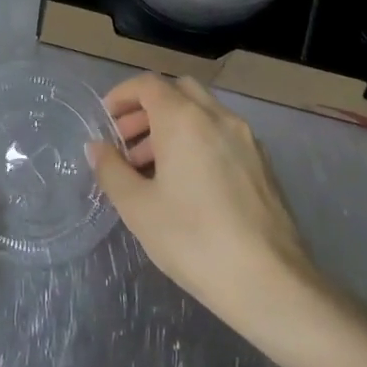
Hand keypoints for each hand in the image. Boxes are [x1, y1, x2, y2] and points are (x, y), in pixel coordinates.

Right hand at [88, 74, 321, 346]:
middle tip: (126, 143)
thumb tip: (98, 147)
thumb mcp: (138, 208)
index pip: (148, 85)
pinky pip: (222, 135)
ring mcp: (247, 139)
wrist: (269, 281)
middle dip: (148, 109)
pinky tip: (186, 184)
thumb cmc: (193, 240)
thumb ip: (112, 170)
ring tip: (150, 169)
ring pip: (202, 113)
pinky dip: (197, 141)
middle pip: (178, 92)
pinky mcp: (263, 164)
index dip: (122, 95)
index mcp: (184, 120)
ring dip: (172, 127)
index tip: (106, 120)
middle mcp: (218, 117)